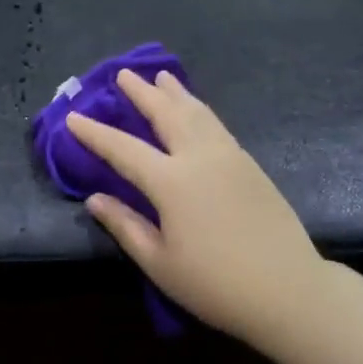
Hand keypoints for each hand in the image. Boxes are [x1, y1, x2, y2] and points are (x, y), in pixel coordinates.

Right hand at [66, 70, 323, 345]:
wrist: (289, 290)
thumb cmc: (216, 285)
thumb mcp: (160, 264)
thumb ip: (125, 226)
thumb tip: (94, 199)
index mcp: (171, 182)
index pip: (123, 149)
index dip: (95, 133)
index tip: (73, 117)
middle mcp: (199, 157)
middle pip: (165, 114)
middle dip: (141, 93)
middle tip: (123, 73)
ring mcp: (228, 156)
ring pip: (196, 112)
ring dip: (175, 92)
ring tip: (162, 77)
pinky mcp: (249, 164)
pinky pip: (216, 124)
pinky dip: (199, 108)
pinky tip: (196, 109)